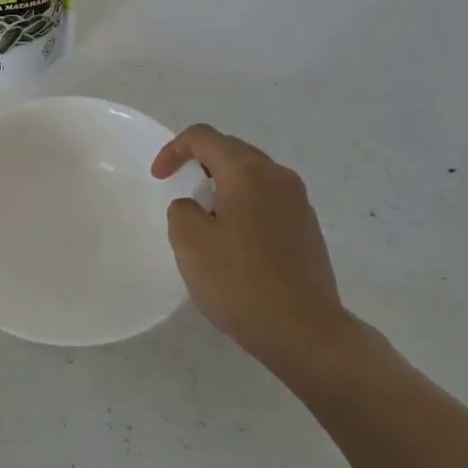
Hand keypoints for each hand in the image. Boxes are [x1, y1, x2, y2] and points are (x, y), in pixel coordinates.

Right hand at [152, 125, 352, 370]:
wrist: (303, 330)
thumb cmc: (240, 282)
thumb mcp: (190, 242)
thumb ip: (182, 210)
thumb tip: (196, 207)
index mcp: (248, 173)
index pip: (204, 137)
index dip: (174, 150)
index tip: (159, 179)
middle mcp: (279, 177)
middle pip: (232, 151)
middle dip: (200, 163)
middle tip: (180, 191)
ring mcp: (299, 203)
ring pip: (253, 176)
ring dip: (223, 185)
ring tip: (206, 217)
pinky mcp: (308, 228)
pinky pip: (268, 200)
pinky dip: (244, 205)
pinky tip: (235, 241)